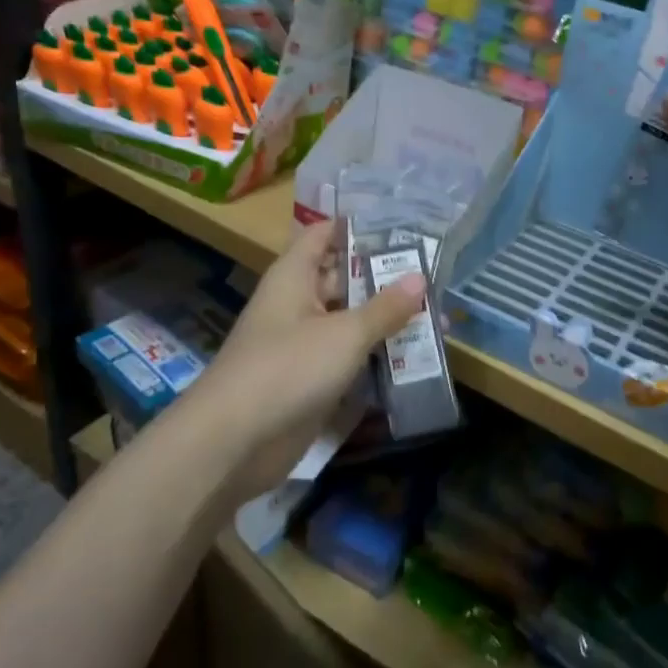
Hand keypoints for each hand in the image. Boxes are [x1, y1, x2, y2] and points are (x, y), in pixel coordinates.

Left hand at [194, 222, 425, 497]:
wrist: (233, 442)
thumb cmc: (287, 369)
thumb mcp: (345, 334)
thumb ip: (384, 307)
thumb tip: (420, 277)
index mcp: (294, 277)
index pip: (324, 235)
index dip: (357, 227)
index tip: (401, 225)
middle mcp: (297, 304)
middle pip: (342, 278)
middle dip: (383, 276)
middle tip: (433, 272)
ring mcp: (302, 345)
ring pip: (348, 321)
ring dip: (384, 319)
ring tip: (435, 313)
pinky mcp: (309, 382)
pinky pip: (347, 358)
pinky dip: (375, 355)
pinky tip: (413, 357)